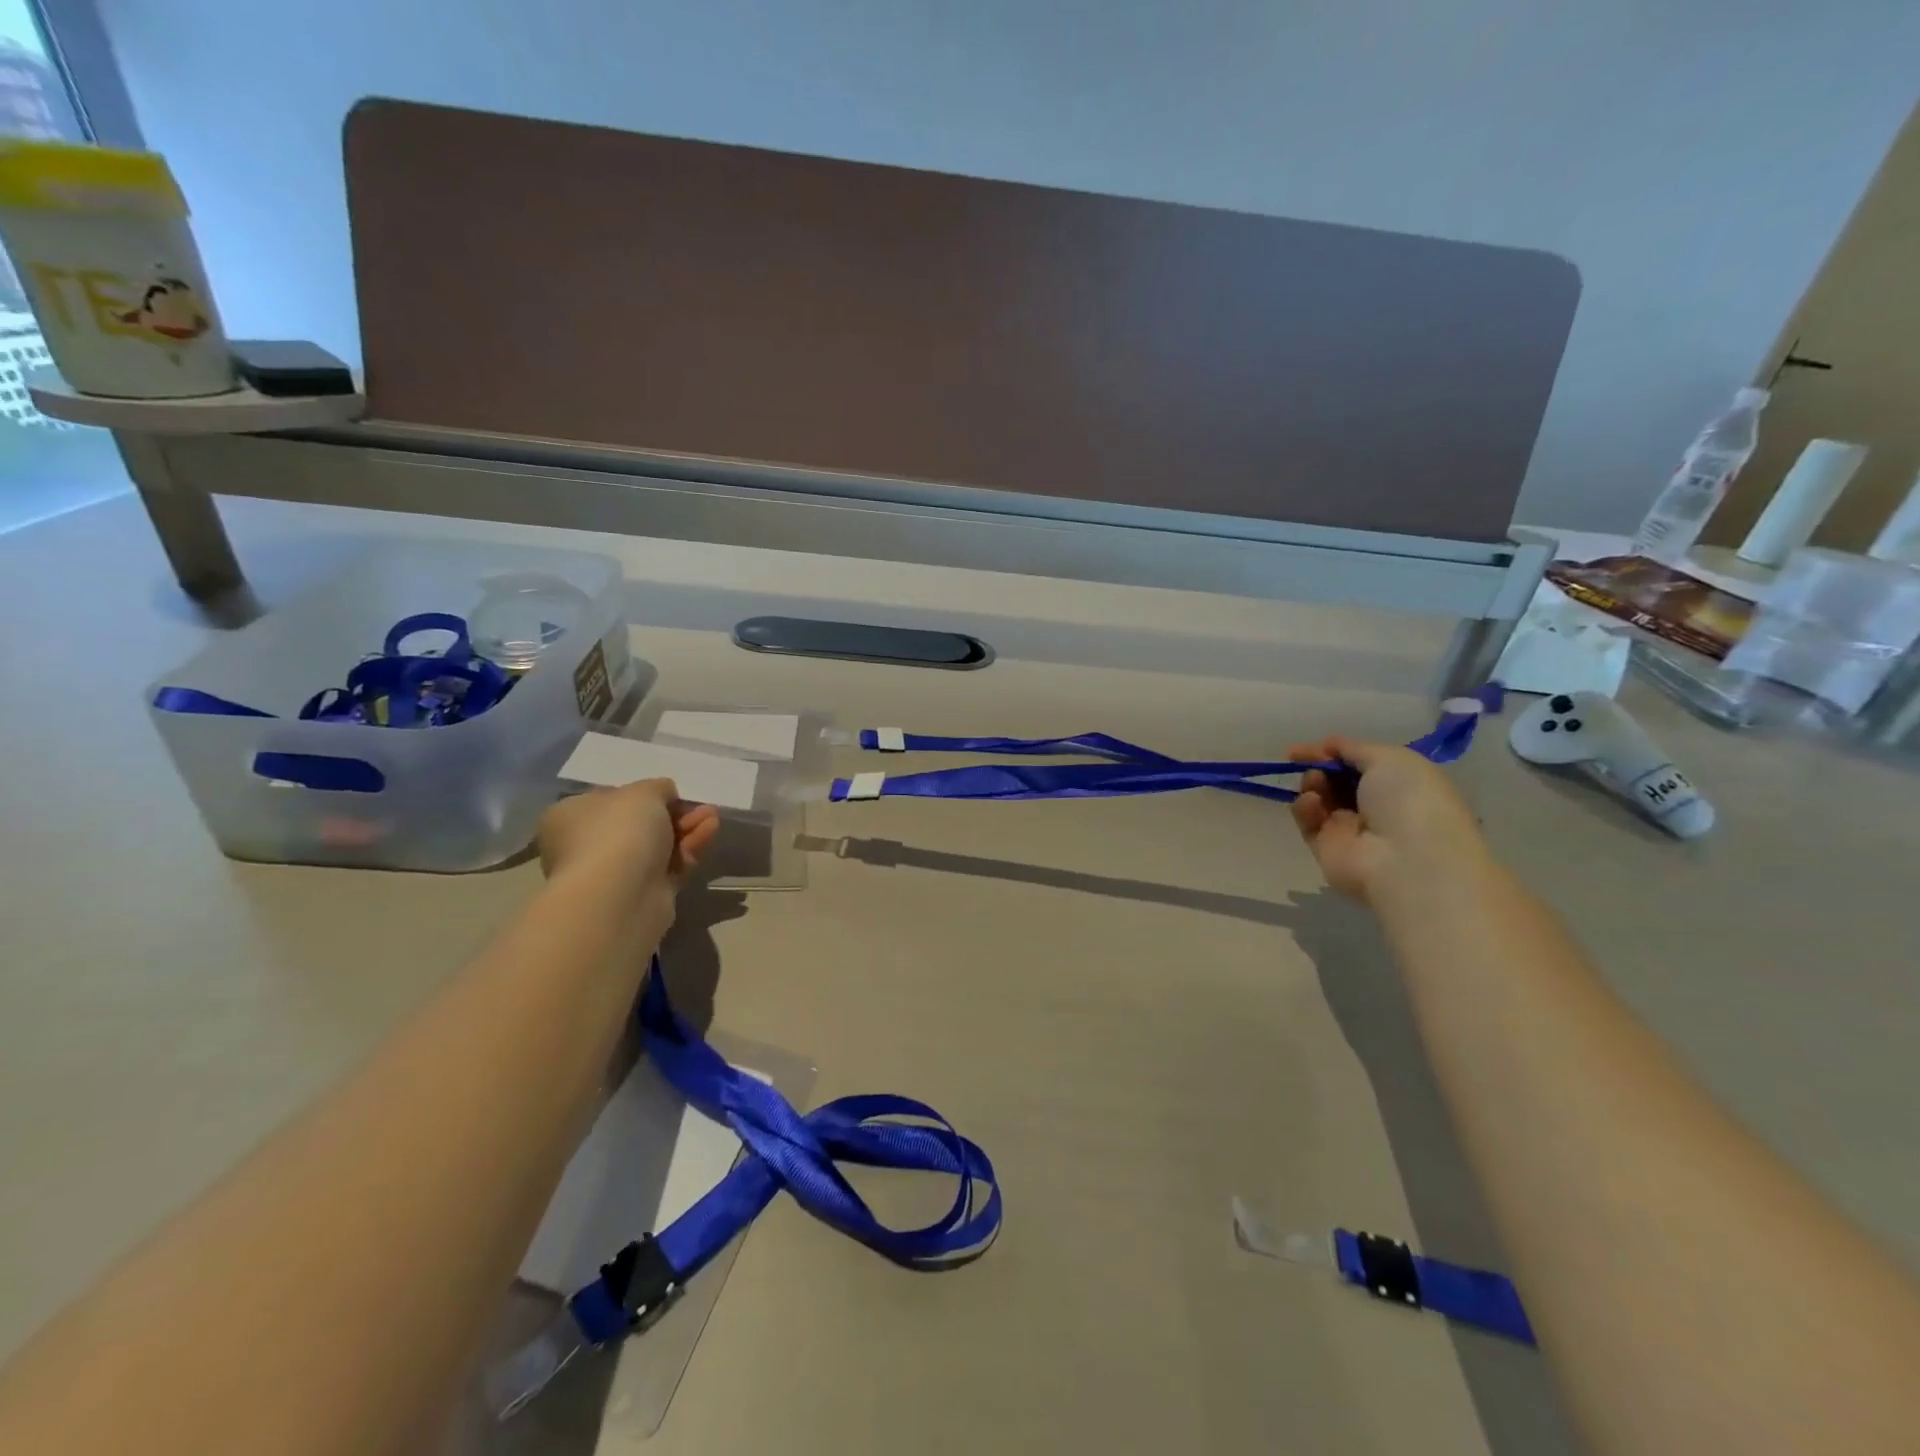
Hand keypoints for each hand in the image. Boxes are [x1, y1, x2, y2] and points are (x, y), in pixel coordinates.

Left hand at [537, 779, 720, 896]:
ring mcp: (613, 873)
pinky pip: (669, 866)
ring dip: (687, 829)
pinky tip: (709, 833)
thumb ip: (658, 787)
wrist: (620, 895)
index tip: (671, 793)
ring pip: (658, 846)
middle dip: (675, 813)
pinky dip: (690, 849)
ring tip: (713, 818)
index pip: (610, 800)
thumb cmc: (619, 831)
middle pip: (639, 824)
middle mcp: (586, 846)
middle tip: (701, 807)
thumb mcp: (644, 791)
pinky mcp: (641, 894)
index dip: (644, 794)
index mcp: (570, 816)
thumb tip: (664, 796)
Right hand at [1286, 737, 1488, 903]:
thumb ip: (1353, 747)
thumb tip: (1328, 745)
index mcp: (1398, 784)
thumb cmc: (1408, 800)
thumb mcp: (1390, 758)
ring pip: (1319, 798)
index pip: (1358, 763)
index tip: (1304, 747)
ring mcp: (1350, 829)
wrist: (1405, 858)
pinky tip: (1312, 803)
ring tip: (1316, 782)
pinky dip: (1305, 807)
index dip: (1332, 752)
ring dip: (1312, 783)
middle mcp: (1375, 807)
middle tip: (1304, 759)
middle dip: (1318, 766)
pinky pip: (1308, 821)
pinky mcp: (1326, 848)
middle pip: (1335, 779)